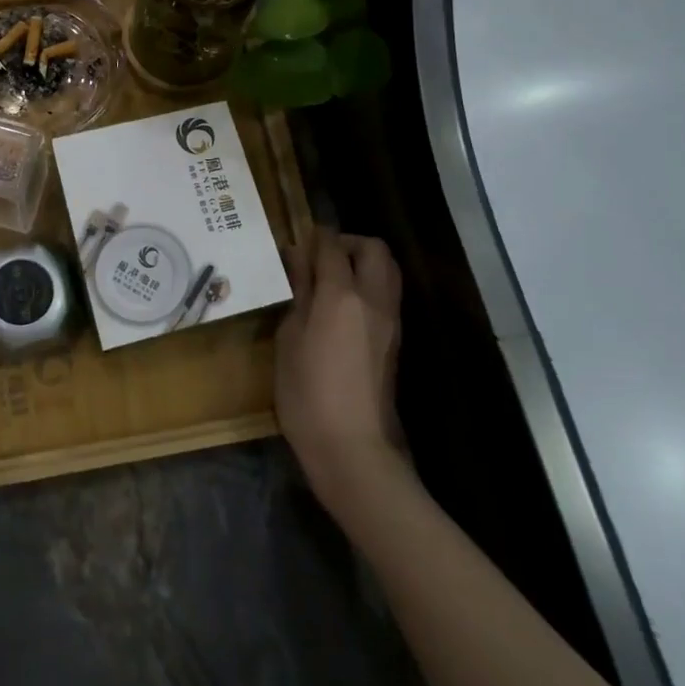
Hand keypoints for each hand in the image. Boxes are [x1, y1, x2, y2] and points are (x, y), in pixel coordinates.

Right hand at [276, 228, 406, 508]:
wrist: (353, 449)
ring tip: (331, 280)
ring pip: (388, 270)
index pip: (333, 246)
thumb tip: (299, 264)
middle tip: (320, 257)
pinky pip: (387, 295)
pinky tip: (342, 307)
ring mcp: (390, 320)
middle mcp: (373, 299)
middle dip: (349, 242)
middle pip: (374, 249)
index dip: (315, 236)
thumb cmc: (307, 394)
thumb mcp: (289, 339)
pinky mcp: (395, 341)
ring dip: (364, 262)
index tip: (298, 239)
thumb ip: (299, 295)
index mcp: (341, 295)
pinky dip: (369, 286)